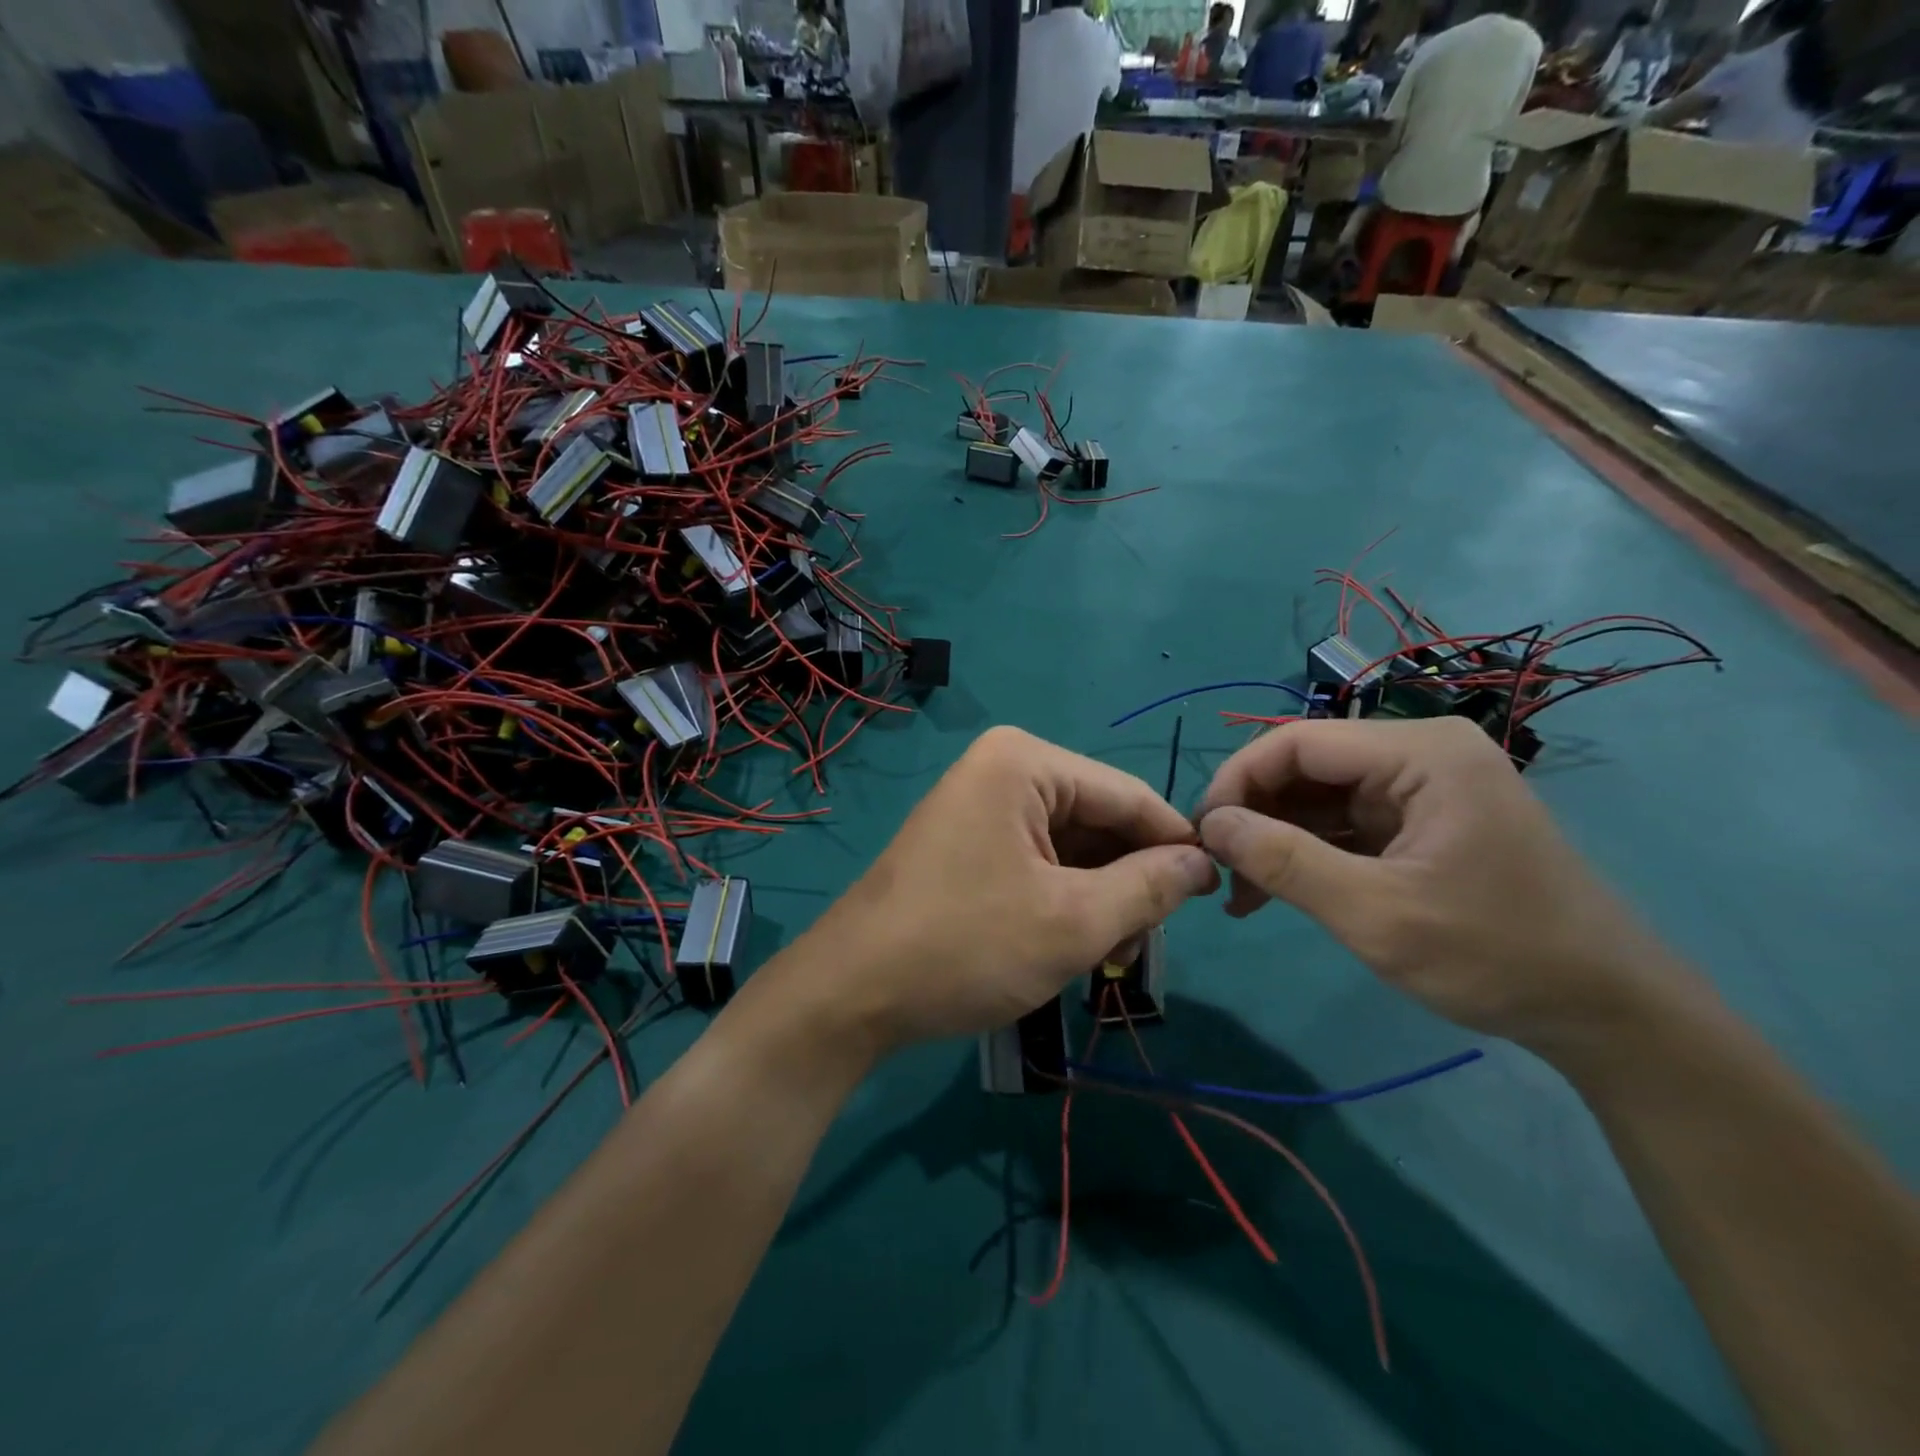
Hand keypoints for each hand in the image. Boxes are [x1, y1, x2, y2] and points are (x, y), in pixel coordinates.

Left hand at [796, 726, 1217, 1052]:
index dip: (1176, 844)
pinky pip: (1037, 860)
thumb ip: (1149, 886)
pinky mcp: (969, 843)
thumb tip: (1202, 862)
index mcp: (1024, 762)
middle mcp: (1002, 770)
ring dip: (1097, 898)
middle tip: (1138, 948)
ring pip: (1071, 846)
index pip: (1128, 795)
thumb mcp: (1073, 921)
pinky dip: (1063, 901)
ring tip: (1104, 957)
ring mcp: (980, 806)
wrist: (852, 993)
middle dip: (1128, 881)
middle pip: (1098, 820)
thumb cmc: (965, 947)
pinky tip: (1068, 945)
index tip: (1216, 895)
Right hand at [1195, 717, 1670, 1049]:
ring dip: (1272, 840)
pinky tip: (1272, 893)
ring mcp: (1419, 789)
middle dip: (1253, 815)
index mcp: (1420, 753)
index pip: (1296, 741)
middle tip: (1217, 871)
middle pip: (1304, 765)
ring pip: (1316, 797)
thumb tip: (1211, 825)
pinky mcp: (1418, 822)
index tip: (1202, 836)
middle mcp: (1418, 754)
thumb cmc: (1496, 955)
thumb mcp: (1376, 914)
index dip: (1237, 781)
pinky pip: (1341, 824)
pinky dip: (1303, 854)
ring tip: (1239, 895)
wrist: (1607, 1013)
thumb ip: (1285, 862)